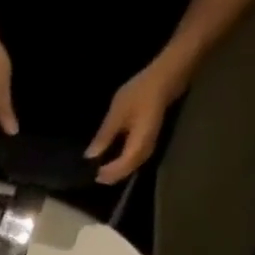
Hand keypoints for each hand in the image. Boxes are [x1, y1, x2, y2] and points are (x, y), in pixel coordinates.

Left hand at [86, 64, 184, 184]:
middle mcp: (145, 151)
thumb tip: (90, 156)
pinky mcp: (149, 142)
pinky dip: (124, 164)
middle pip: (126, 171)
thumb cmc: (141, 92)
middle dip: (111, 176)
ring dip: (118, 172)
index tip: (94, 175)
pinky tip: (115, 161)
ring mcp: (149, 147)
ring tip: (104, 172)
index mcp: (137, 145)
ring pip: (131, 168)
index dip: (107, 173)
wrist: (165, 78)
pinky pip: (135, 160)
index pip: (121, 167)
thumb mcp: (118, 112)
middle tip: (96, 177)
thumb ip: (104, 135)